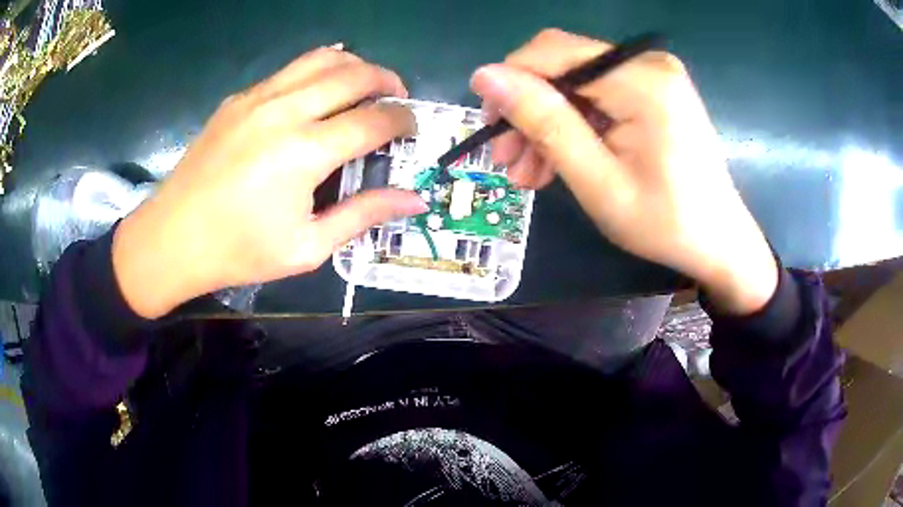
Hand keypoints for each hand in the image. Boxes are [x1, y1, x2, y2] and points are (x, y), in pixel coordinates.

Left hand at [113, 47, 426, 318]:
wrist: (172, 238)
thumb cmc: (238, 251)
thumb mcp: (307, 247)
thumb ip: (363, 215)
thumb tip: (414, 199)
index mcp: (304, 152)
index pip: (374, 119)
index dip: (403, 120)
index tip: (412, 129)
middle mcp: (285, 111)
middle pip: (354, 74)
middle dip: (388, 81)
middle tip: (397, 100)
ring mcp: (258, 97)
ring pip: (322, 58)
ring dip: (355, 66)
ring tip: (365, 86)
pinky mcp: (238, 98)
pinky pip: (289, 69)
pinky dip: (318, 69)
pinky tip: (320, 89)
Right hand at [471, 29, 776, 314]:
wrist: (718, 241)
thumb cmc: (665, 222)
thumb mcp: (597, 180)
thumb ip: (544, 122)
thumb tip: (486, 76)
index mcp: (641, 79)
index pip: (553, 54)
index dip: (510, 80)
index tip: (487, 126)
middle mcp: (647, 63)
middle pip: (563, 66)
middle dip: (528, 109)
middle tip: (506, 159)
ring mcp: (653, 75)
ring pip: (576, 84)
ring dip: (547, 123)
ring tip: (528, 173)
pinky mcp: (654, 91)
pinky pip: (598, 97)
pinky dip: (575, 126)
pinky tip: (557, 162)